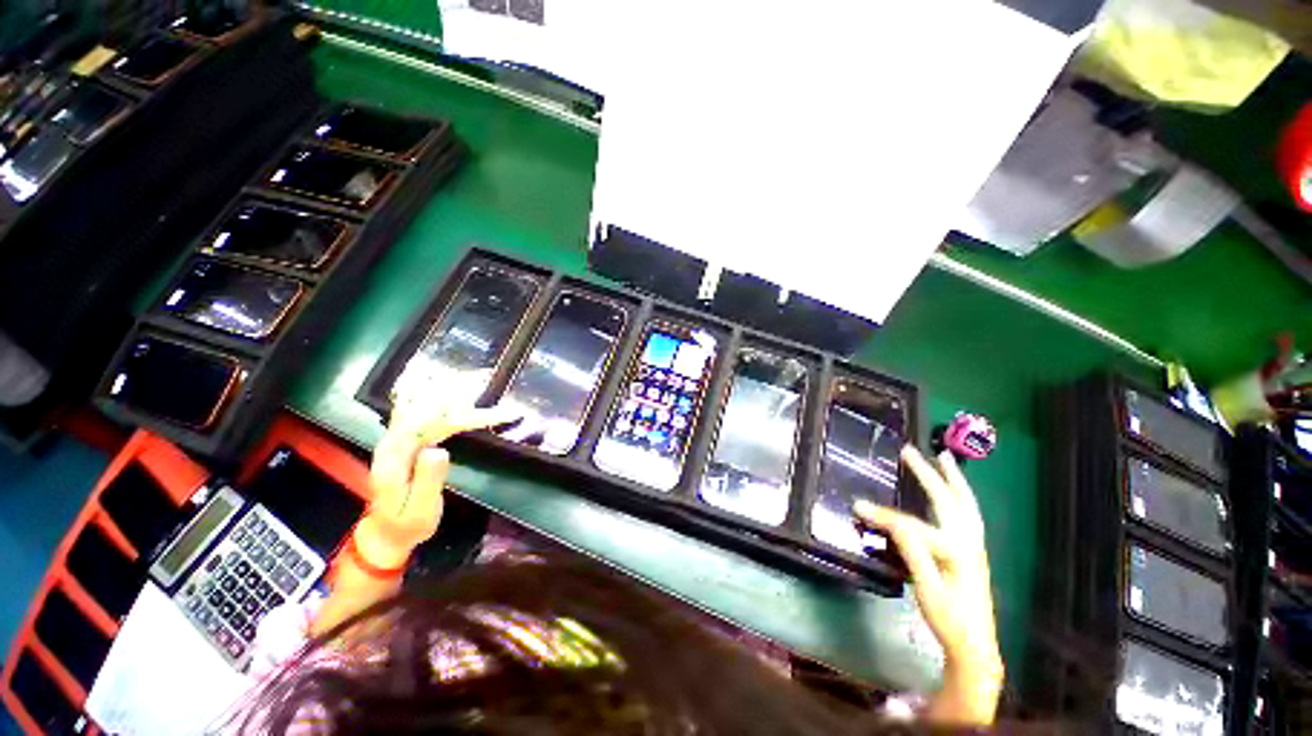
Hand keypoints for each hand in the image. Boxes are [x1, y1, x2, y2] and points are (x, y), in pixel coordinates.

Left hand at [358, 369, 519, 567]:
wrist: (388, 532)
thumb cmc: (408, 524)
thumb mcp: (420, 509)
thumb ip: (427, 480)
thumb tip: (439, 449)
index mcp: (393, 459)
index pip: (423, 426)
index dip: (455, 416)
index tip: (484, 411)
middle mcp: (393, 443)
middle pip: (425, 411)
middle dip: (456, 395)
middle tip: (484, 380)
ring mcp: (399, 440)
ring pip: (424, 408)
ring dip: (449, 391)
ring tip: (476, 377)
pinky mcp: (407, 441)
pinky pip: (423, 413)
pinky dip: (436, 397)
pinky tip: (443, 384)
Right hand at [854, 446, 1002, 723]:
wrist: (975, 646)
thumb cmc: (949, 618)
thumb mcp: (926, 587)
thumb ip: (911, 550)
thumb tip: (890, 520)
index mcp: (957, 550)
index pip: (912, 525)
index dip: (883, 515)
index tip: (857, 506)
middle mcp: (969, 542)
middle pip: (949, 499)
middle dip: (929, 473)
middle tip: (911, 451)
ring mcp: (974, 546)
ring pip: (965, 504)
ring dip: (953, 479)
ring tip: (944, 459)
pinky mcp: (973, 552)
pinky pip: (966, 513)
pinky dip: (959, 494)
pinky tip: (952, 492)